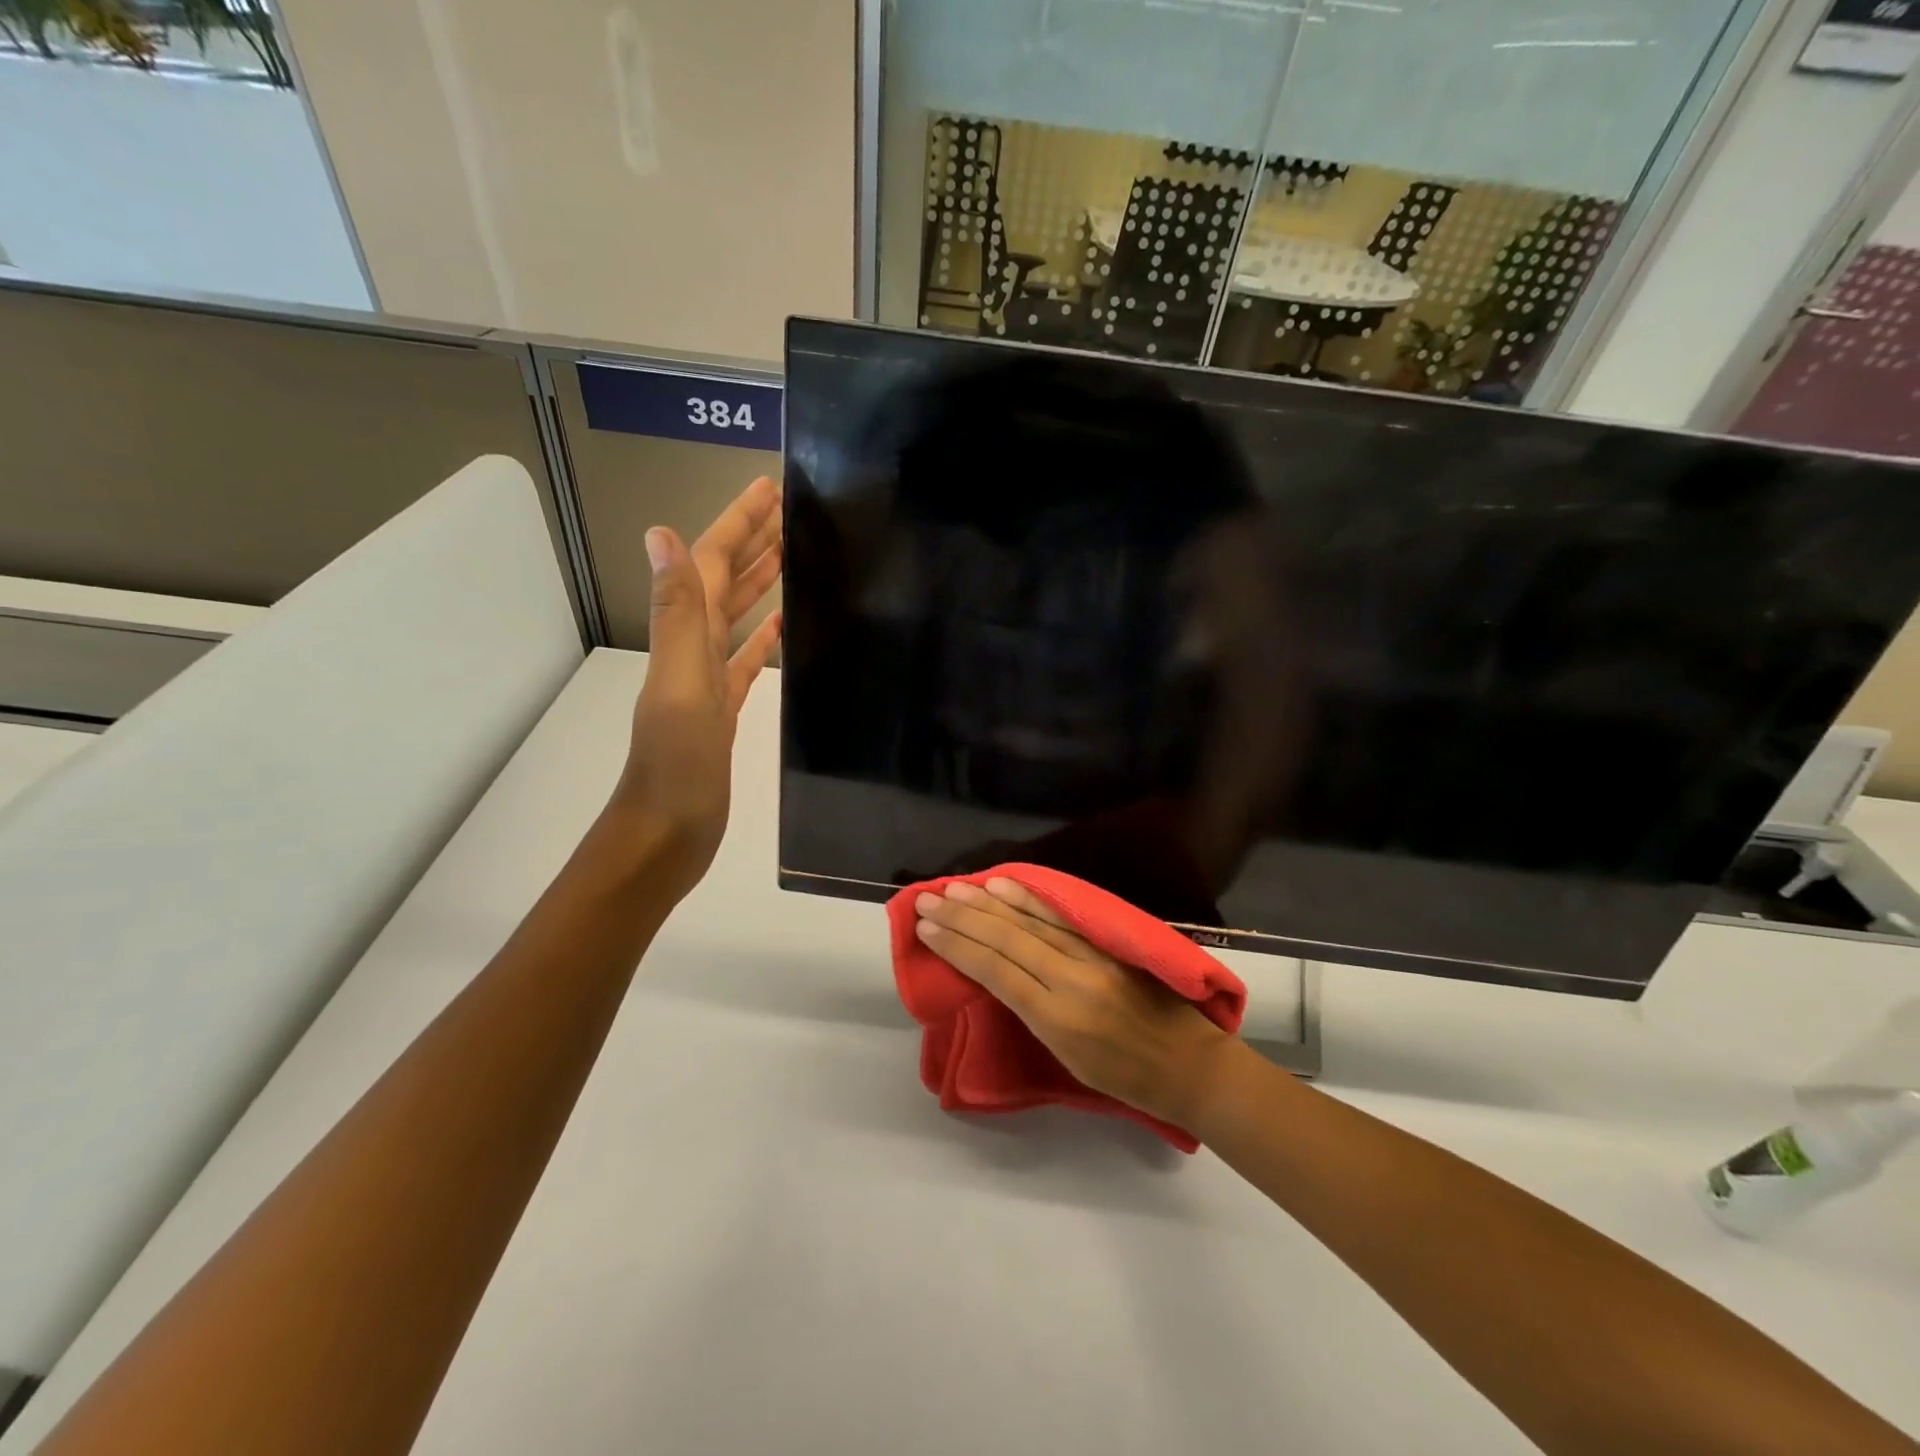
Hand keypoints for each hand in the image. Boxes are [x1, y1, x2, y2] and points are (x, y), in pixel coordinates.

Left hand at [615, 476, 782, 892]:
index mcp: (682, 638)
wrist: (666, 835)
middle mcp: (691, 651)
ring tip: (791, 555)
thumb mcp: (681, 687)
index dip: (736, 524)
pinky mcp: (723, 711)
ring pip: (734, 618)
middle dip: (751, 542)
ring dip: (758, 583)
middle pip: (722, 583)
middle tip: (788, 511)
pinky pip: (745, 662)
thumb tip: (660, 533)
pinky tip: (782, 627)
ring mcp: (706, 682)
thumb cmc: (677, 766)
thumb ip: (677, 616)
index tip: (769, 490)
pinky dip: (762, 638)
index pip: (709, 565)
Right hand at [914, 878, 1235, 1130]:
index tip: (925, 929)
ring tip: (953, 888)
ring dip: (987, 903)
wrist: (1194, 1066)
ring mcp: (1092, 955)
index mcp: (1057, 1017)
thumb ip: (1032, 1013)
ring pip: (1028, 921)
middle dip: (961, 917)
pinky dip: (1028, 899)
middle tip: (927, 900)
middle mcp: (1071, 978)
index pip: (995, 970)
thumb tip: (997, 975)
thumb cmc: (1129, 1080)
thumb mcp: (1068, 1060)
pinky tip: (1004, 885)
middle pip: (1006, 938)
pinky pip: (1060, 916)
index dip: (956, 946)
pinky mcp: (1108, 942)